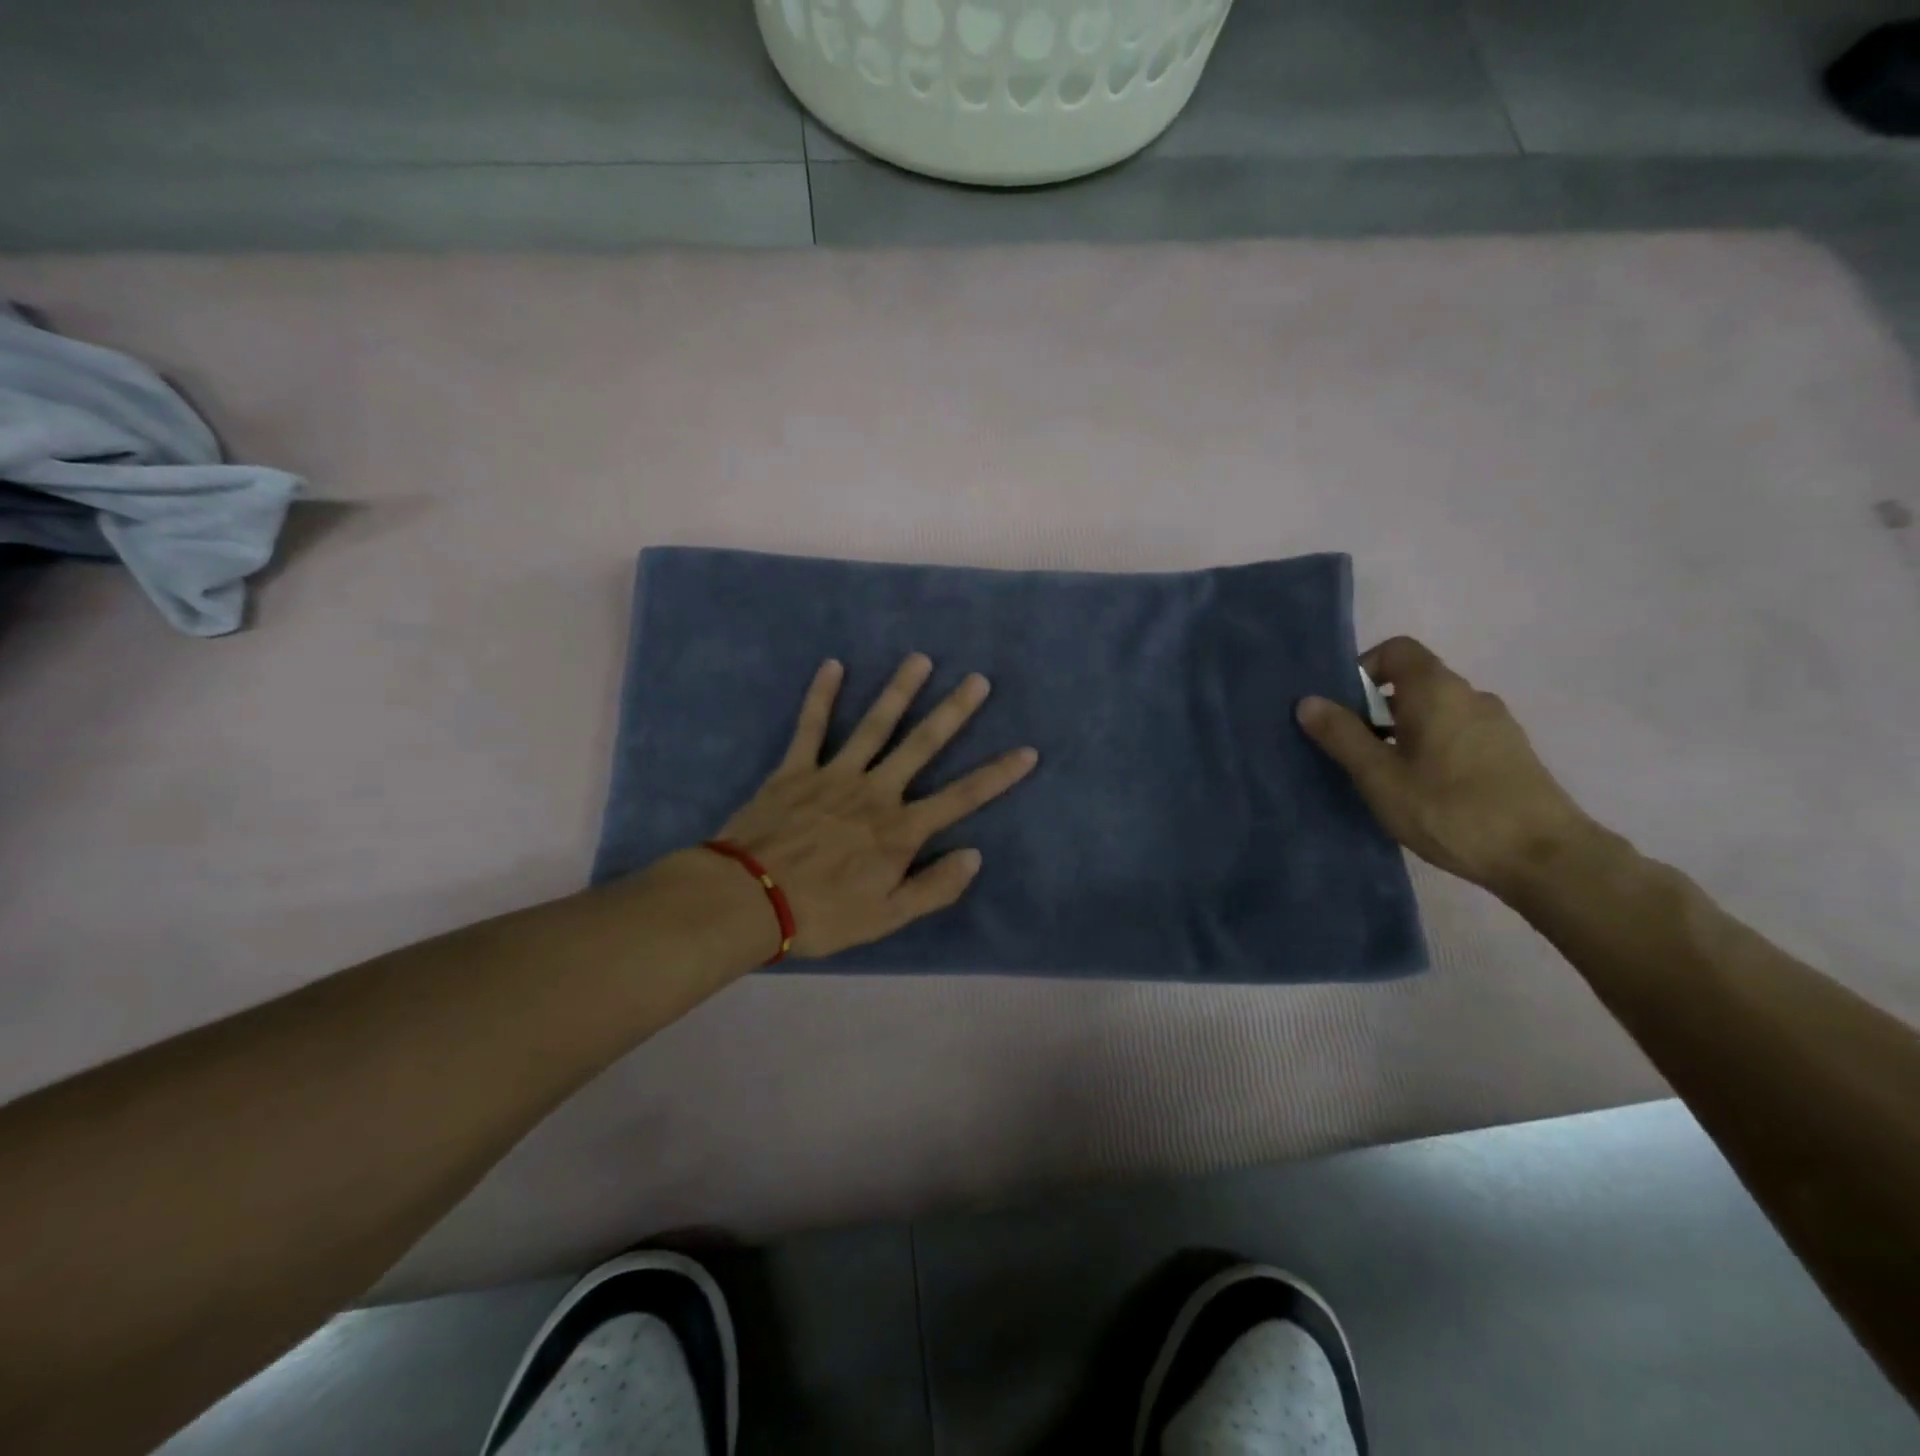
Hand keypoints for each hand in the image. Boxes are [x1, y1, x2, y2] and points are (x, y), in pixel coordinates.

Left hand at [715, 655, 1038, 958]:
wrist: (748, 901)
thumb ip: (934, 887)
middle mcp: (875, 792)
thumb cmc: (822, 914)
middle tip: (978, 680)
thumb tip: (974, 855)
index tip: (1028, 751)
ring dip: (899, 691)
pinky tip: (832, 665)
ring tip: (920, 660)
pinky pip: (811, 726)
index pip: (961, 797)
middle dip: (953, 712)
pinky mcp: (795, 769)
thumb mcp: (887, 917)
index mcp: (900, 829)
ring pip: (875, 726)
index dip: (997, 775)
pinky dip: (821, 695)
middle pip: (922, 745)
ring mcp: (834, 775)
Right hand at [1295, 636, 1597, 898]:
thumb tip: (1308, 701)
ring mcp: (1495, 724)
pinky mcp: (1509, 753)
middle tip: (1351, 749)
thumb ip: (1342, 735)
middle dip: (1374, 707)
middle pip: (1413, 682)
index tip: (1342, 707)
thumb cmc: (1449, 809)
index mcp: (1436, 690)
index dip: (1364, 668)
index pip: (1396, 650)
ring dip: (1401, 731)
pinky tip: (1422, 790)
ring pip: (1434, 711)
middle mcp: (1469, 695)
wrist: (1544, 857)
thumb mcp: (1380, 776)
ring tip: (1383, 776)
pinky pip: (1456, 733)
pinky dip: (1429, 747)